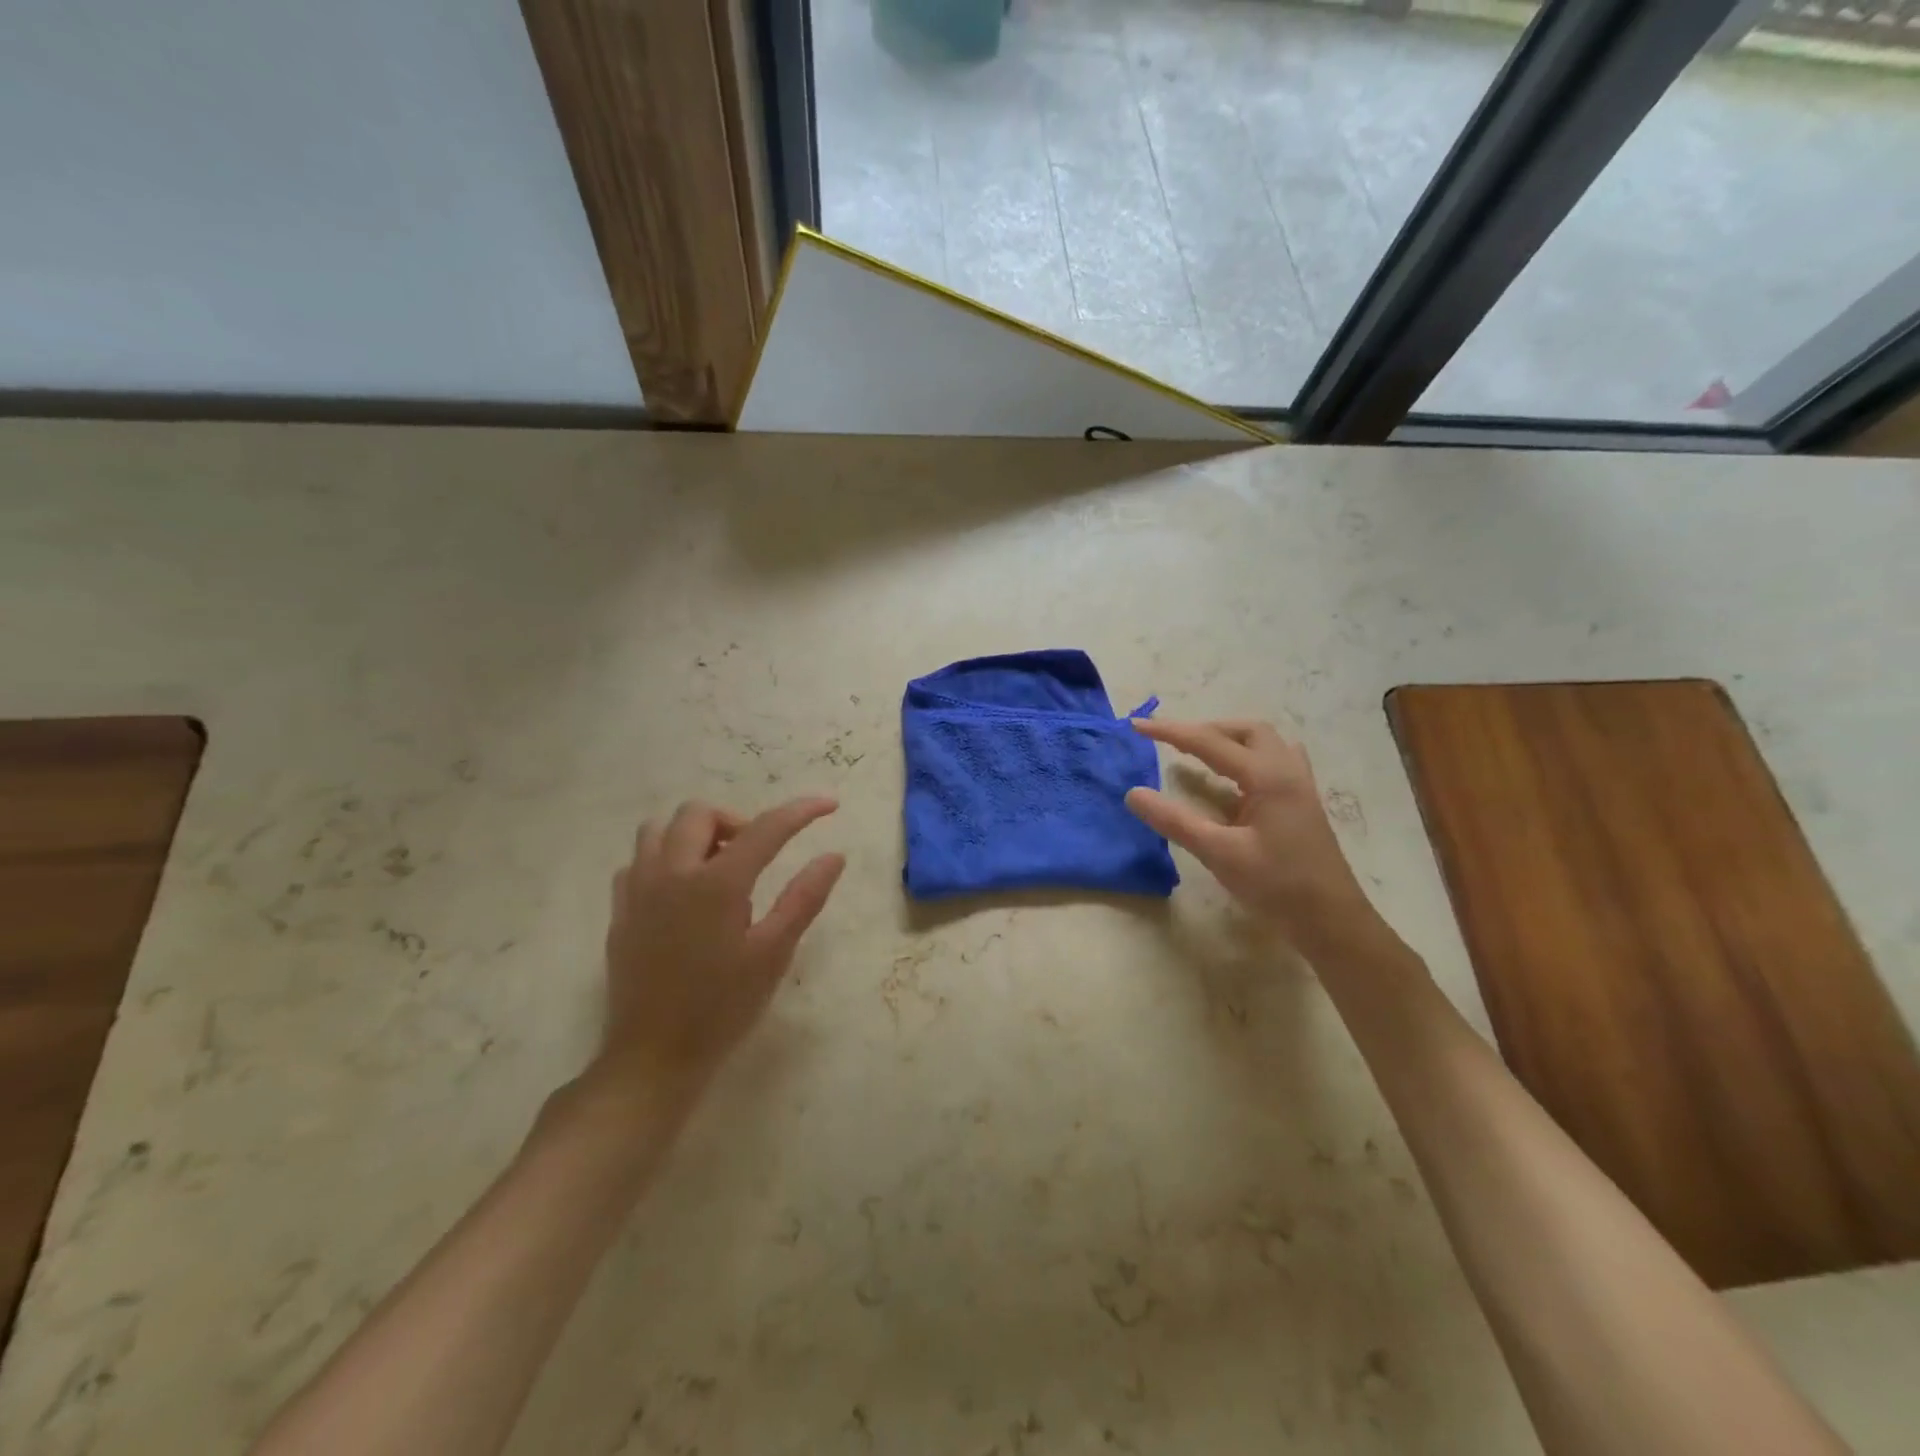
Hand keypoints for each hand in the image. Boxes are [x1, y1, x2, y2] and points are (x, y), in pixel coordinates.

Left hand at [591, 796, 845, 1115]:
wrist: (653, 1058)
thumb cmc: (722, 1007)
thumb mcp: (773, 954)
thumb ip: (804, 898)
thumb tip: (834, 856)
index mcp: (716, 884)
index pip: (765, 828)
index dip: (801, 811)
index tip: (829, 805)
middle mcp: (672, 874)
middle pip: (700, 813)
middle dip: (736, 822)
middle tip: (758, 856)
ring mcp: (639, 890)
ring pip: (659, 830)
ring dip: (693, 836)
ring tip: (717, 870)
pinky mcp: (620, 911)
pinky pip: (637, 862)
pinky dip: (664, 861)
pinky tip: (681, 893)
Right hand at [1125, 718, 1374, 946]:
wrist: (1331, 920)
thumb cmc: (1277, 885)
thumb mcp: (1219, 853)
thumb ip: (1175, 821)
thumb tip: (1133, 793)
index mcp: (1268, 776)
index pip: (1210, 742)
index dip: (1171, 732)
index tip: (1137, 726)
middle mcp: (1287, 771)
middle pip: (1245, 731)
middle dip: (1206, 729)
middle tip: (1173, 742)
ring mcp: (1299, 786)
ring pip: (1263, 743)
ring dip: (1229, 740)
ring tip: (1199, 753)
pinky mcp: (1300, 803)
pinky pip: (1273, 761)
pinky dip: (1245, 758)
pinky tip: (1232, 780)